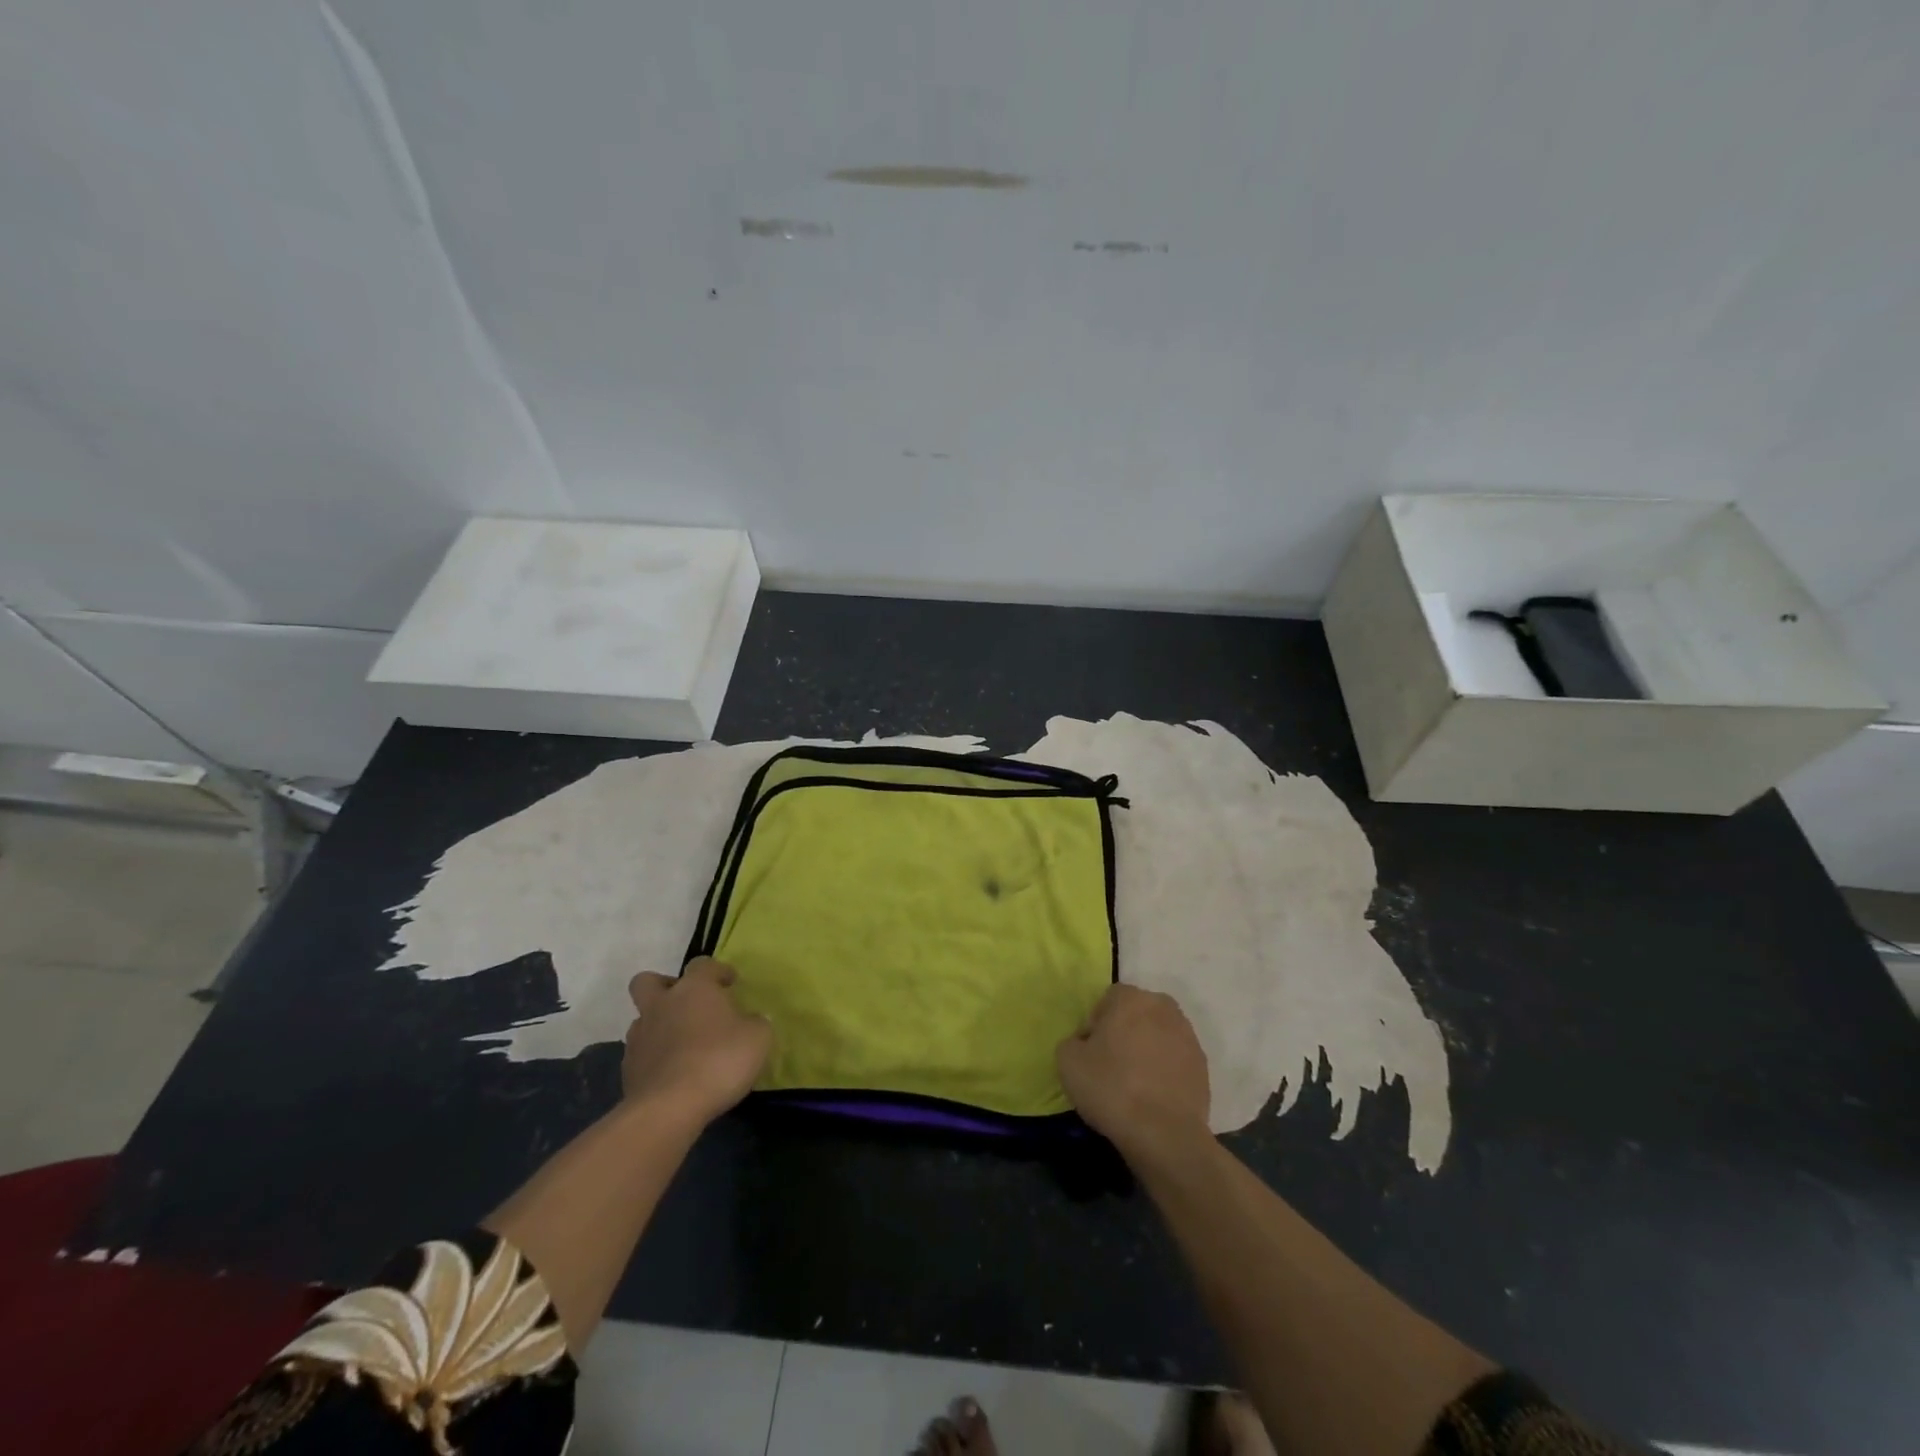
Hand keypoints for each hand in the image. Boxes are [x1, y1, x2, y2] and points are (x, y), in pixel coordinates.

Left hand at [623, 958, 772, 1128]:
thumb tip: (751, 1021)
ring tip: (682, 1045)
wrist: (670, 1108)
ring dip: (659, 1025)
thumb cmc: (719, 1061)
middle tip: (687, 1004)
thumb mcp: (758, 1038)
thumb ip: (756, 1023)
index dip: (718, 971)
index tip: (731, 984)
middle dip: (665, 987)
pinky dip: (654, 1058)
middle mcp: (662, 1004)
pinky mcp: (628, 1069)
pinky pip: (641, 1053)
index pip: (703, 964)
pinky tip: (673, 1073)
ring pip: (642, 1019)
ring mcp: (639, 1037)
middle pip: (648, 982)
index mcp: (694, 988)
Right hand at [1057, 985, 1210, 1163]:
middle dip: (1124, 1032)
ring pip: (1158, 1035)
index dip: (1095, 1024)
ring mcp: (1188, 1036)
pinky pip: (1175, 1059)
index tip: (1090, 1052)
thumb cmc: (1111, 1088)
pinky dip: (1164, 1070)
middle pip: (1136, 1013)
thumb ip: (1072, 1041)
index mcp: (1131, 998)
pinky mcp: (1203, 1066)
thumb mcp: (1067, 1061)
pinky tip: (1153, 1095)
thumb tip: (1085, 1043)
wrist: (1164, 1135)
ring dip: (1146, 1049)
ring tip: (1134, 1083)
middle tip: (1110, 1064)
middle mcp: (1163, 1008)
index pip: (1107, 999)